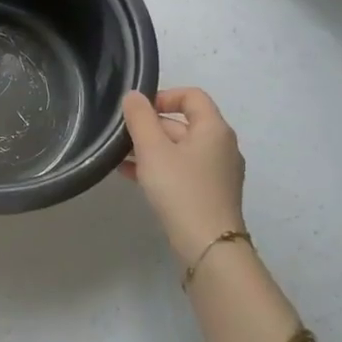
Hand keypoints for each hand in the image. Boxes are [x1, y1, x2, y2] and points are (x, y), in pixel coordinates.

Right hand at [120, 88, 246, 263]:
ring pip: (180, 149)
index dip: (163, 96)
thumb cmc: (181, 189)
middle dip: (151, 126)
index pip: (192, 96)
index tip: (137, 111)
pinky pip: (183, 170)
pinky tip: (131, 176)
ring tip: (119, 157)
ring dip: (151, 148)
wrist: (208, 245)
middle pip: (184, 123)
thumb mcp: (153, 150)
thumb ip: (140, 118)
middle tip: (121, 137)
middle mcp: (221, 145)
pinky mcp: (211, 193)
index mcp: (214, 128)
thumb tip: (134, 96)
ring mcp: (218, 171)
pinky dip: (160, 167)